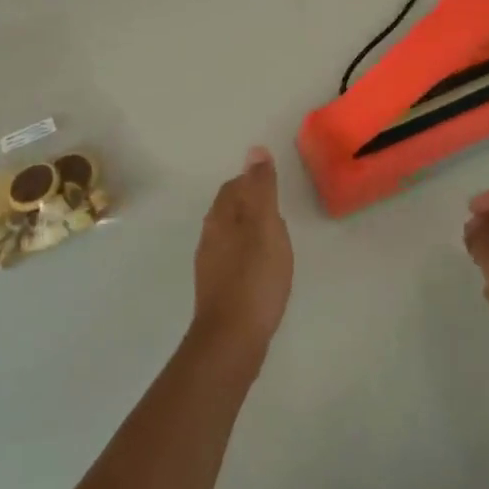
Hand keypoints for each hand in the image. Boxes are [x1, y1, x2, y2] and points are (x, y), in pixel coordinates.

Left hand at [191, 147, 293, 361]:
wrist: (232, 338)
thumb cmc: (254, 276)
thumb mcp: (266, 226)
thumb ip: (262, 189)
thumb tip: (255, 150)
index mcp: (221, 217)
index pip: (234, 187)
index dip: (253, 182)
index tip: (275, 188)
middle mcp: (210, 236)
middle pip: (229, 209)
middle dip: (251, 204)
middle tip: (278, 211)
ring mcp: (211, 264)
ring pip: (230, 235)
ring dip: (249, 230)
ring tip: (275, 240)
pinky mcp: (217, 289)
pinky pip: (233, 259)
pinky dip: (248, 254)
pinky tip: (263, 269)